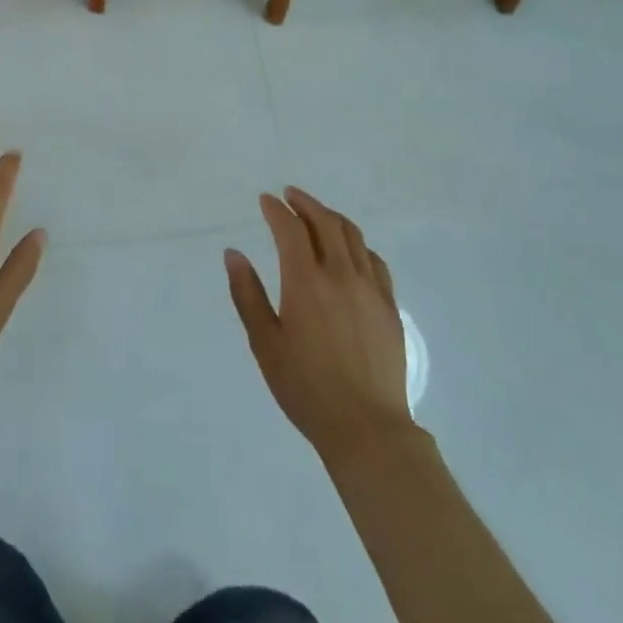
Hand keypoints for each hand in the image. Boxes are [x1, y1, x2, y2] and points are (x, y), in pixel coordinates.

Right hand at [226, 187, 414, 461]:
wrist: (366, 427)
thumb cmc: (305, 387)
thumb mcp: (264, 343)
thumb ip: (247, 294)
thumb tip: (233, 253)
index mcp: (305, 282)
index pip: (290, 229)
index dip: (276, 210)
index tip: (265, 200)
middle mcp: (340, 275)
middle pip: (325, 222)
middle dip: (305, 203)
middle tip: (289, 196)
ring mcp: (370, 288)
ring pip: (353, 236)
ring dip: (331, 216)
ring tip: (316, 213)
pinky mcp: (389, 306)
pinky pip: (374, 260)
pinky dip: (357, 244)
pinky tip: (349, 249)